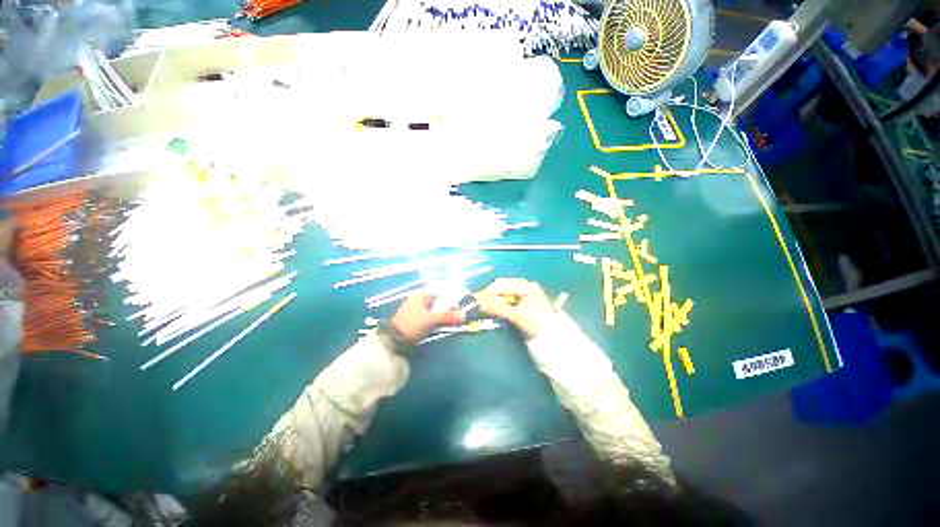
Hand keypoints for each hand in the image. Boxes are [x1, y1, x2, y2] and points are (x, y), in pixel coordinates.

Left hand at [390, 293, 464, 342]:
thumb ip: (446, 316)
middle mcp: (419, 300)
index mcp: (420, 295)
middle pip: (438, 303)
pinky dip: (437, 321)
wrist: (393, 339)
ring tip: (452, 323)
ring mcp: (417, 310)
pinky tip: (443, 326)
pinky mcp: (416, 319)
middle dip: (448, 310)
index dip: (450, 301)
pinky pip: (430, 317)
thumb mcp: (429, 319)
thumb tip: (463, 315)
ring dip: (443, 317)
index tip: (458, 309)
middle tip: (457, 318)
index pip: (440, 294)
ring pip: (435, 311)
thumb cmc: (411, 324)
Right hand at [474, 278, 553, 339]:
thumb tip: (477, 303)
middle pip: (502, 288)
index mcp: (527, 286)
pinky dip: (498, 304)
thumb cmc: (537, 324)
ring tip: (481, 306)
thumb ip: (497, 308)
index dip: (487, 291)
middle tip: (476, 302)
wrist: (554, 341)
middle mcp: (525, 287)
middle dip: (489, 294)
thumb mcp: (516, 315)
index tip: (474, 298)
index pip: (502, 285)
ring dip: (493, 299)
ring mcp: (525, 295)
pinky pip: (507, 301)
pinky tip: (491, 308)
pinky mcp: (523, 305)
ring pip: (503, 294)